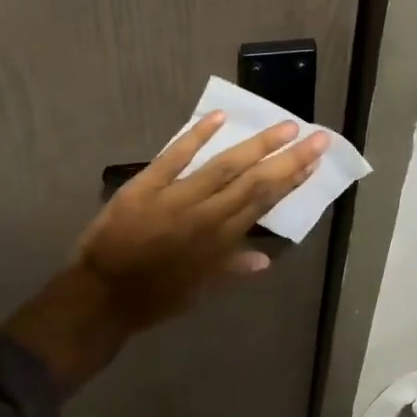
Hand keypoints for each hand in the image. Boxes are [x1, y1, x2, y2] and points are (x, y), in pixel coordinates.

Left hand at [1, 112, 327, 391]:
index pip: (262, 203)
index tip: (313, 160)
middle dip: (287, 158)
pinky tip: (219, 118)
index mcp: (220, 242)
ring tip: (284, 126)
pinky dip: (196, 136)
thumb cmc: (153, 298)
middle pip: (253, 182)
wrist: (102, 297)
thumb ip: (231, 269)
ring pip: (223, 167)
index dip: (290, 180)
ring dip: (256, 145)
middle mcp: (205, 217)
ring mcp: (175, 199)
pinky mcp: (144, 187)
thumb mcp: (199, 291)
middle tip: (315, 136)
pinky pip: (173, 157)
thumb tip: (266, 259)